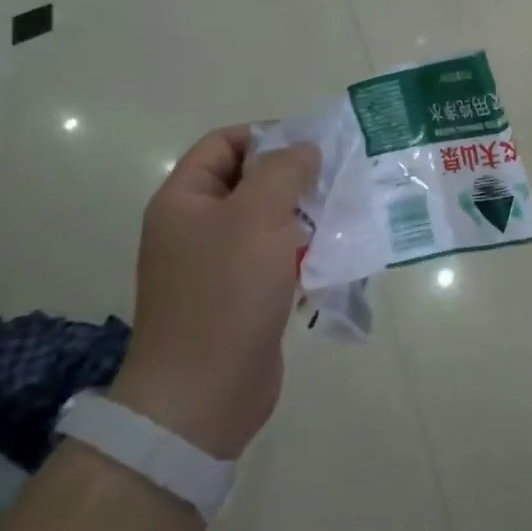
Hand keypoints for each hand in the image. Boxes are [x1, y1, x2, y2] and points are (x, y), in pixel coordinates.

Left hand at [109, 126, 320, 458]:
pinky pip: (276, 258)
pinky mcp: (242, 295)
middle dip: (295, 177)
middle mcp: (197, 227)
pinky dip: (304, 251)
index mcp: (185, 200)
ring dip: (306, 215)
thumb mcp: (257, 216)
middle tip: (338, 180)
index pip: (224, 143)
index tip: (312, 148)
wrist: (203, 395)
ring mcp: (218, 264)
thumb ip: (284, 171)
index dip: (267, 135)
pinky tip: (336, 255)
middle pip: (250, 181)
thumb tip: (305, 150)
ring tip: (346, 215)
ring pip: (269, 221)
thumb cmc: (225, 293)